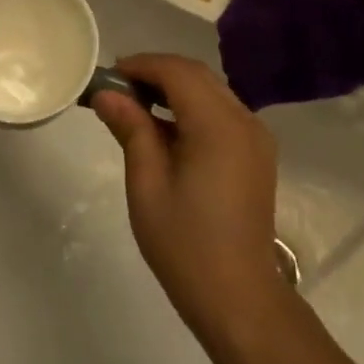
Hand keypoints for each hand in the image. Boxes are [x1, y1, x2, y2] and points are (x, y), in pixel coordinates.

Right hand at [93, 54, 290, 350]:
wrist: (240, 298)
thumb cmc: (185, 244)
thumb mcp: (147, 185)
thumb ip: (131, 130)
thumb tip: (106, 94)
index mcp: (219, 126)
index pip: (178, 72)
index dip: (141, 65)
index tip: (108, 76)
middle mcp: (244, 121)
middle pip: (197, 75)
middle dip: (156, 72)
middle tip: (117, 89)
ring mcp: (256, 137)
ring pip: (211, 91)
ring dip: (174, 88)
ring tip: (134, 105)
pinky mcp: (256, 154)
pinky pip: (221, 112)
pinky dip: (191, 107)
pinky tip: (164, 129)